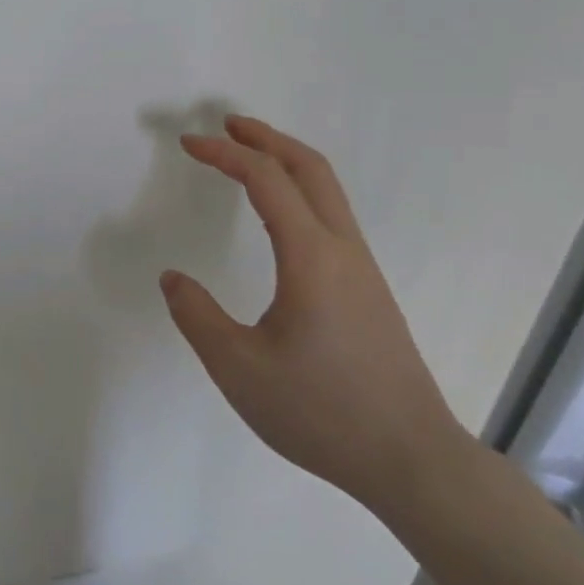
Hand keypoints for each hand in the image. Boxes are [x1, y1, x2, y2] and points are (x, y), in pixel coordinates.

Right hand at [160, 115, 467, 516]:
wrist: (410, 459)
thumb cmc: (320, 411)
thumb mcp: (239, 369)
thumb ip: (197, 316)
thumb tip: (173, 278)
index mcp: (310, 257)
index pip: (266, 180)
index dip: (225, 154)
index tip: (189, 143)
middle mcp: (342, 250)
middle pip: (310, 168)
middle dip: (266, 138)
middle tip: (226, 125)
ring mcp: (362, 269)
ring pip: (327, 191)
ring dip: (287, 162)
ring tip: (248, 158)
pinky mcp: (369, 291)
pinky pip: (332, 217)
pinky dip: (300, 191)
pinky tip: (281, 217)